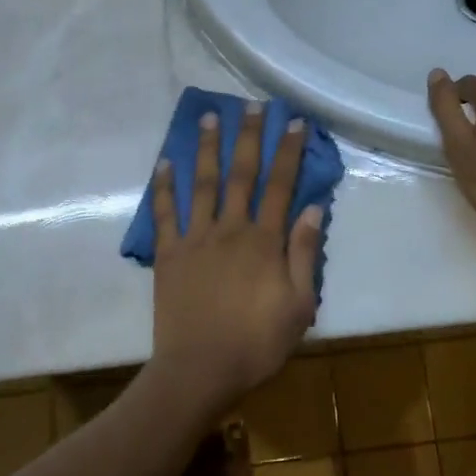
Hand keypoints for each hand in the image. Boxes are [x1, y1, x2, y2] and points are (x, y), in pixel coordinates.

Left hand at [149, 104, 323, 415]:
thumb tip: (312, 209)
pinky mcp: (168, 254)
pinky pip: (164, 213)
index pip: (281, 186)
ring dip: (206, 148)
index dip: (288, 152)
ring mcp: (195, 238)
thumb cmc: (256, 343)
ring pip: (202, 183)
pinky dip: (163, 187)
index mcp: (264, 241)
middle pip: (241, 174)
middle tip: (250, 105)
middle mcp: (230, 229)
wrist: (199, 370)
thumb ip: (304, 254)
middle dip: (248, 137)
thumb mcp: (299, 306)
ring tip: (209, 117)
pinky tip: (164, 163)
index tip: (293, 122)